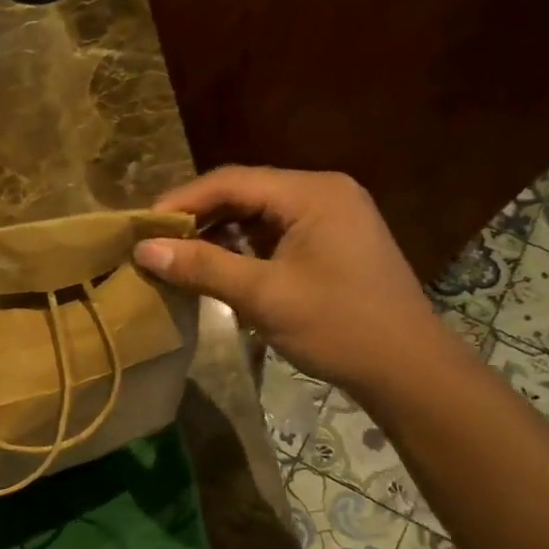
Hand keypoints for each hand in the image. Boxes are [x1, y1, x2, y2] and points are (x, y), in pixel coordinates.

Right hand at [135, 167, 444, 392]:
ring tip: (176, 256)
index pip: (232, 181)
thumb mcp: (263, 295)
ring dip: (217, 233)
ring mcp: (331, 217)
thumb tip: (143, 249)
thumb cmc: (338, 326)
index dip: (182, 201)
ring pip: (258, 214)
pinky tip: (215, 267)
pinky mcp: (331, 242)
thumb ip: (202, 267)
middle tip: (155, 242)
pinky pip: (274, 233)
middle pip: (244, 193)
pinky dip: (241, 247)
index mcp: (312, 193)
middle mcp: (323, 193)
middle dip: (197, 216)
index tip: (142, 227)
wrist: (406, 368)